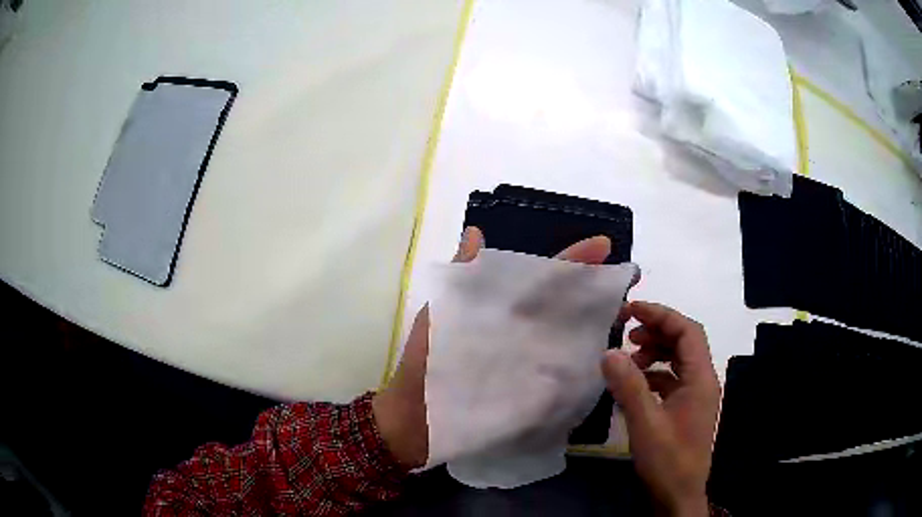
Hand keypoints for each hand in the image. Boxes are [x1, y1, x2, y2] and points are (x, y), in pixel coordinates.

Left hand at [374, 227, 613, 467]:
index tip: (604, 246)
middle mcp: (521, 331)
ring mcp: (529, 361)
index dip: (572, 261)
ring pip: (570, 336)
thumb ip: (460, 277)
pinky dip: (585, 362)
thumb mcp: (439, 318)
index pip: (543, 277)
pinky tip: (608, 355)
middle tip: (628, 283)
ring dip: (597, 323)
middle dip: (596, 291)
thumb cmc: (425, 364)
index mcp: (501, 308)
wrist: (419, 420)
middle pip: (564, 305)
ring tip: (626, 315)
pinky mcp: (533, 391)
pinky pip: (565, 373)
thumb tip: (475, 231)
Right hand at [602, 302, 719, 516]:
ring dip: (654, 353)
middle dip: (656, 332)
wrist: (678, 495)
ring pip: (678, 360)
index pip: (687, 331)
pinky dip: (654, 374)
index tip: (631, 311)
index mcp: (700, 378)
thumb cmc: (667, 459)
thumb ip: (629, 386)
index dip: (661, 315)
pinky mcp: (686, 409)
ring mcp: (695, 396)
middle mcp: (702, 381)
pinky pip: (672, 380)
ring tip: (628, 360)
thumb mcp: (646, 423)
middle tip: (625, 332)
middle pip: (684, 342)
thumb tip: (608, 352)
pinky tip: (634, 384)